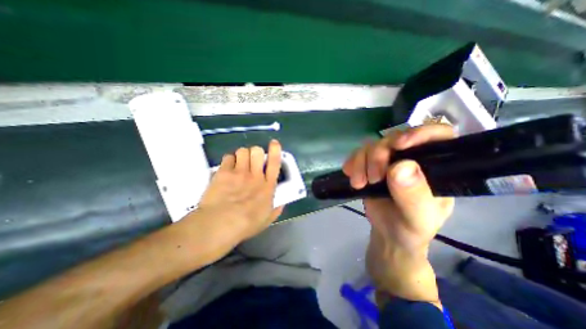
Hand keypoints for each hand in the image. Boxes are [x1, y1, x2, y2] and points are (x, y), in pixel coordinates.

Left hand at [198, 139, 284, 241]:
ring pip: (242, 151)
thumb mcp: (267, 219)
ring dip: (242, 155)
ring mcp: (239, 172)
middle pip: (257, 151)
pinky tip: (227, 168)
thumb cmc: (246, 224)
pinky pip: (228, 157)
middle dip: (255, 152)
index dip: (275, 150)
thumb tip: (281, 203)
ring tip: (239, 163)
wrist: (221, 224)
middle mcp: (255, 175)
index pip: (274, 162)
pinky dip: (229, 160)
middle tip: (252, 160)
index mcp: (267, 186)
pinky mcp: (223, 172)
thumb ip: (276, 209)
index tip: (274, 143)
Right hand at [344, 123, 456, 299]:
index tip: (399, 146)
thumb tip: (401, 166)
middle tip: (373, 179)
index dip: (419, 133)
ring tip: (359, 183)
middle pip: (394, 139)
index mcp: (435, 167)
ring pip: (372, 145)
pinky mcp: (370, 164)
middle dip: (378, 156)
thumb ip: (414, 196)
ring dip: (361, 162)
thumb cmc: (410, 228)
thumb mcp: (418, 219)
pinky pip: (358, 154)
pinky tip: (351, 175)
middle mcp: (412, 158)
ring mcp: (388, 160)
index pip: (438, 135)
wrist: (388, 233)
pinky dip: (352, 162)